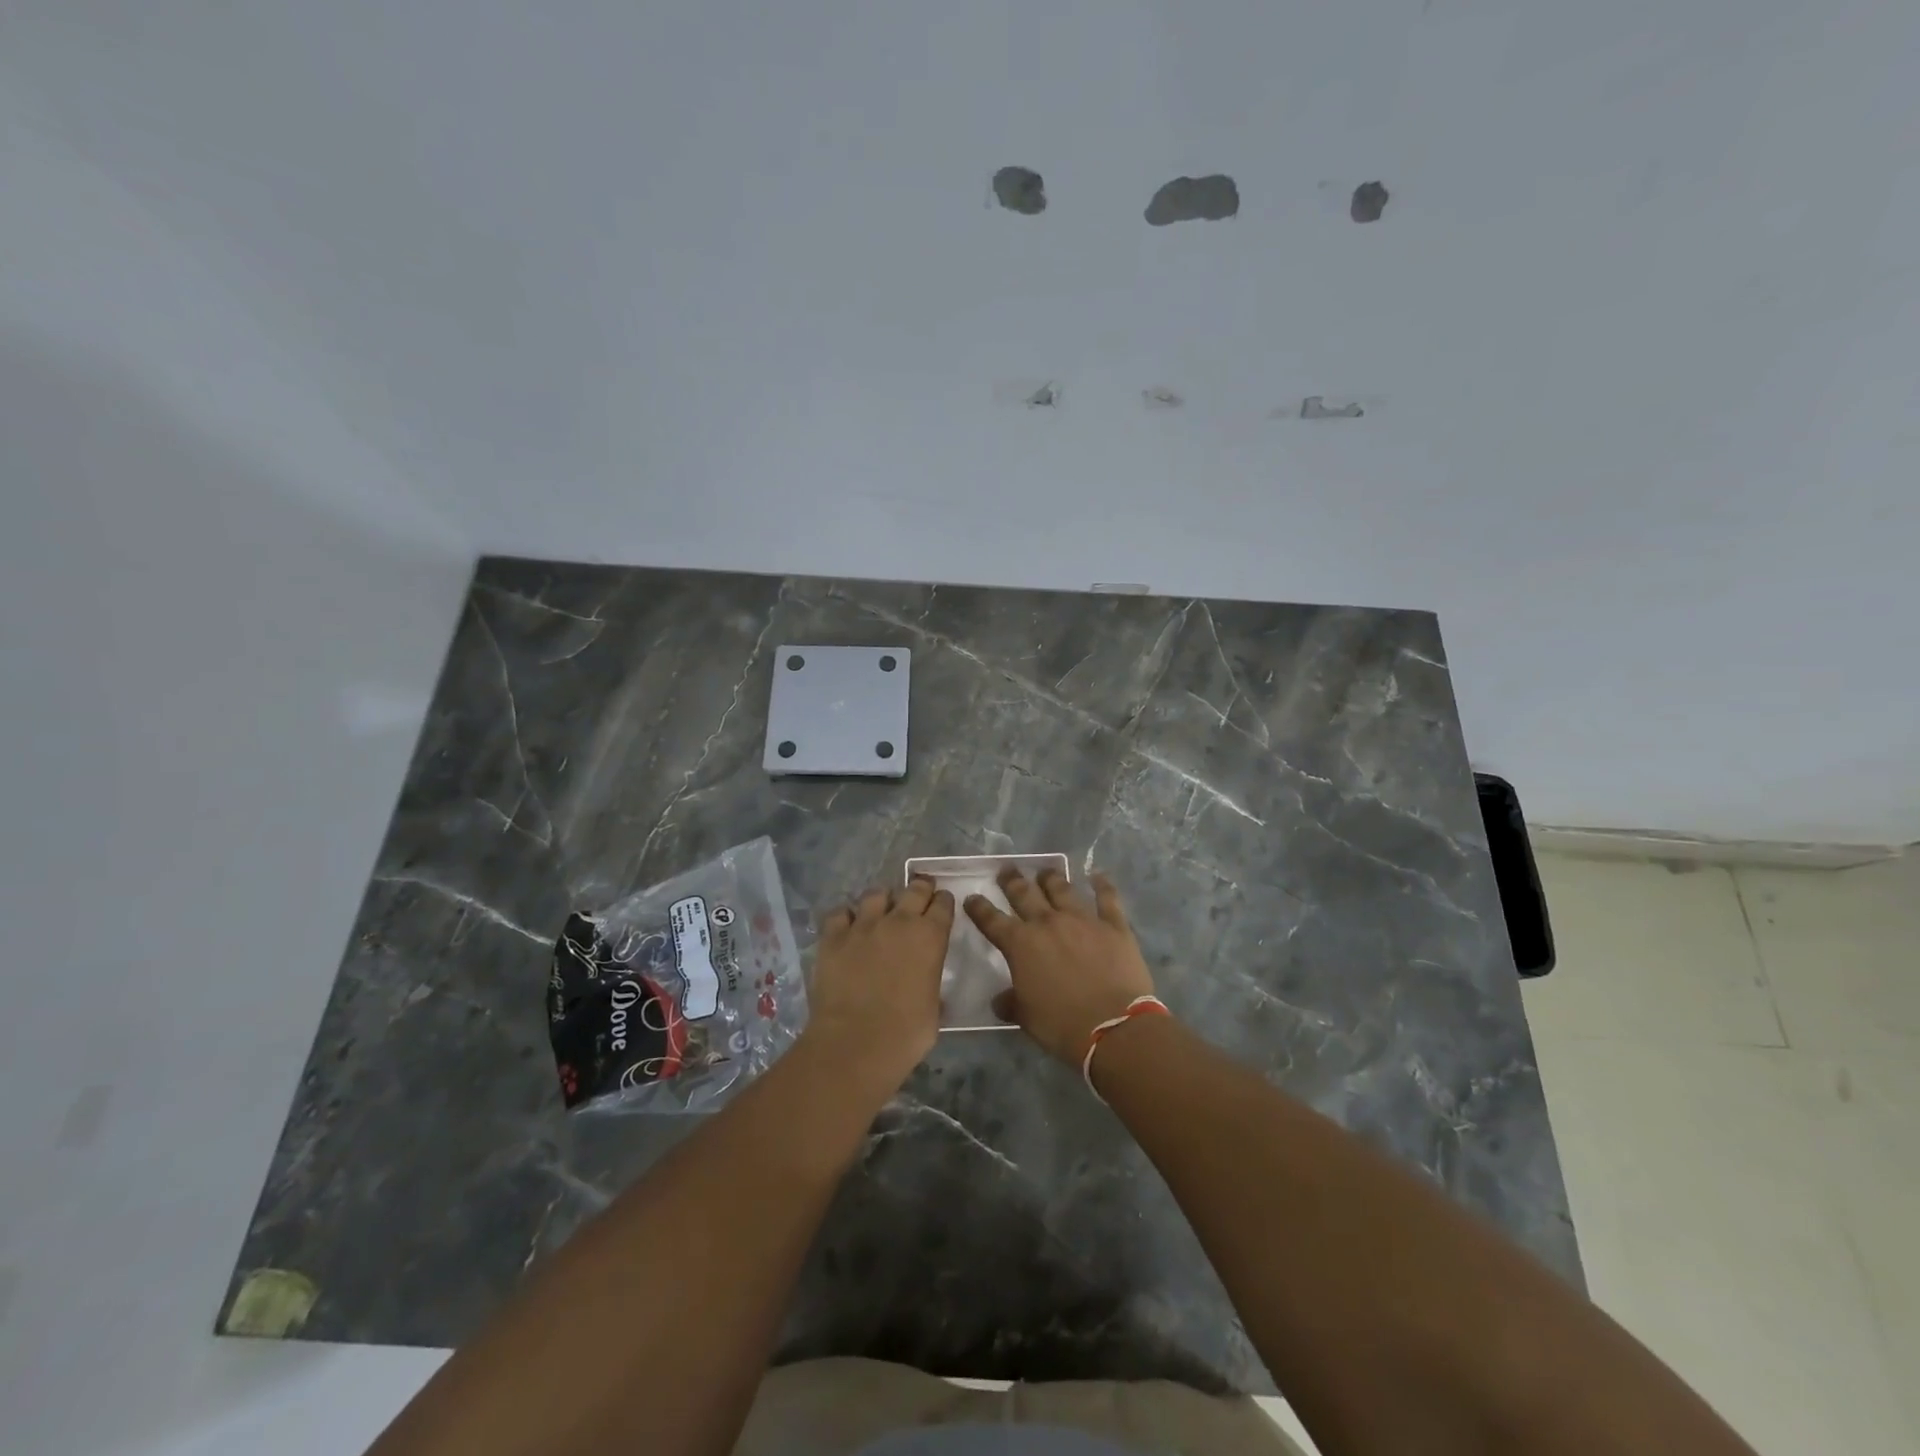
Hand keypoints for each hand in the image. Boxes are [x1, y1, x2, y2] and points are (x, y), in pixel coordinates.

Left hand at [804, 877, 954, 1086]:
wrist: (855, 1044)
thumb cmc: (905, 1034)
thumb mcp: (934, 1009)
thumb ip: (930, 983)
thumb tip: (925, 982)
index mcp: (930, 937)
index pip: (943, 905)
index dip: (944, 902)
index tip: (943, 904)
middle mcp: (899, 921)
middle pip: (914, 889)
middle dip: (920, 889)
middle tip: (920, 894)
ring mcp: (863, 925)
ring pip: (875, 894)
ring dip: (882, 900)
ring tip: (880, 910)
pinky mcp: (833, 936)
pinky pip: (840, 913)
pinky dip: (846, 916)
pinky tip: (847, 927)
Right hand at [964, 867, 1155, 1066]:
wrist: (1113, 1027)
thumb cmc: (1062, 1025)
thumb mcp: (1026, 1018)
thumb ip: (1011, 1002)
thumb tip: (1001, 1000)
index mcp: (1020, 945)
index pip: (991, 921)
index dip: (979, 908)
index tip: (971, 898)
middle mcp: (1048, 923)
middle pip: (1024, 894)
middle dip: (1012, 881)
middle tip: (1007, 870)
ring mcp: (1082, 920)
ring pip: (1062, 889)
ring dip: (1050, 878)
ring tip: (1045, 871)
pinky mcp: (1113, 925)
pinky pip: (1107, 898)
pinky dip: (1102, 885)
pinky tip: (1098, 876)